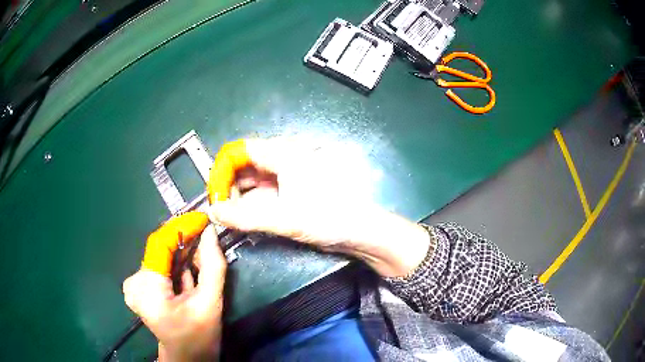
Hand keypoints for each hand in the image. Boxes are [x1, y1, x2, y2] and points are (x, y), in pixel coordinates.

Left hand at [123, 224, 225, 360]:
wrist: (187, 356)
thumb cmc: (199, 335)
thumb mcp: (211, 303)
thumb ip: (212, 265)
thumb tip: (210, 231)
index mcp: (147, 290)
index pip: (159, 244)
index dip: (181, 227)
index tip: (203, 218)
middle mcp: (134, 283)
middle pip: (160, 250)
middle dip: (185, 243)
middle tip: (208, 241)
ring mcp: (134, 285)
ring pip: (161, 256)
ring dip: (182, 254)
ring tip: (201, 261)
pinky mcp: (138, 286)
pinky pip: (158, 265)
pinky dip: (175, 264)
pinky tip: (188, 273)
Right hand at [207, 138, 430, 277]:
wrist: (362, 232)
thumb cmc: (329, 217)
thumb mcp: (284, 217)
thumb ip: (245, 216)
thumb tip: (214, 212)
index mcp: (284, 154)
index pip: (241, 151)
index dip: (222, 169)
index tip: (215, 194)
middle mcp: (284, 159)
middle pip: (245, 166)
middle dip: (230, 187)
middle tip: (220, 210)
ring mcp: (288, 176)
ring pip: (254, 181)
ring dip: (240, 199)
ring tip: (230, 218)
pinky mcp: (292, 191)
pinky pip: (264, 193)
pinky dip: (253, 205)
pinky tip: (246, 220)